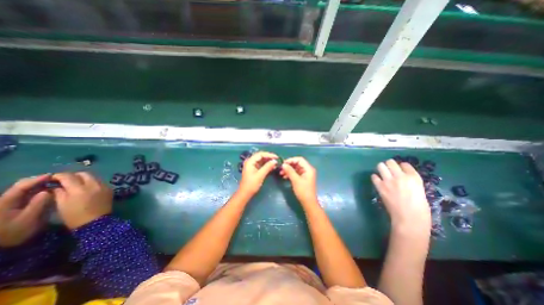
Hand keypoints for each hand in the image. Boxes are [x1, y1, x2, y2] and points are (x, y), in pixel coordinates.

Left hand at [0, 174, 52, 246]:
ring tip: (55, 184)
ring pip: (25, 190)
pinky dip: (38, 191)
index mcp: (6, 202)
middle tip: (57, 179)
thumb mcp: (28, 219)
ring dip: (40, 185)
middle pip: (22, 186)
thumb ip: (38, 204)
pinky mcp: (13, 207)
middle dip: (39, 181)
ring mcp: (8, 204)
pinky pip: (26, 194)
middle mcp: (5, 200)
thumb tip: (48, 191)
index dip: (37, 179)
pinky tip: (48, 191)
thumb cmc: (13, 232)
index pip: (22, 186)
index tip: (54, 175)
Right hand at [52, 173, 112, 229]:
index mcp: (79, 189)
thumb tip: (57, 185)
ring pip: (93, 177)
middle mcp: (94, 185)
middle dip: (73, 175)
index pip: (69, 176)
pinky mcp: (109, 189)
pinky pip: (100, 182)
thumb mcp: (61, 205)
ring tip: (76, 184)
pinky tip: (87, 188)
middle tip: (65, 180)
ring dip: (84, 178)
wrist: (96, 222)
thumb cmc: (75, 216)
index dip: (59, 176)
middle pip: (84, 174)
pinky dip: (92, 182)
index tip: (53, 178)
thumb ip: (59, 192)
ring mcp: (104, 186)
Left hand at [238, 152, 277, 195]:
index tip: (276, 157)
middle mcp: (250, 161)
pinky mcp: (254, 169)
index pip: (260, 154)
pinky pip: (261, 164)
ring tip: (275, 163)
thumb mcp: (260, 175)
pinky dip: (266, 165)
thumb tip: (275, 161)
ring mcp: (252, 165)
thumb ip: (267, 167)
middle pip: (261, 156)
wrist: (245, 193)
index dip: (269, 154)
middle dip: (269, 157)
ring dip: (268, 161)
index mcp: (250, 161)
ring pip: (261, 160)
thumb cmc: (251, 184)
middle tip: (277, 159)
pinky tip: (272, 167)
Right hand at [280, 158, 319, 204]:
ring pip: (295, 168)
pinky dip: (290, 174)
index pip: (299, 159)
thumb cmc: (303, 191)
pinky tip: (284, 177)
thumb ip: (289, 171)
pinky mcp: (302, 178)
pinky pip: (296, 173)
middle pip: (297, 163)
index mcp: (308, 169)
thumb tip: (283, 164)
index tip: (283, 163)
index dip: (291, 160)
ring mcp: (305, 174)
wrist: (308, 202)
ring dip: (288, 170)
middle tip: (281, 168)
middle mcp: (307, 170)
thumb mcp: (295, 180)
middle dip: (289, 165)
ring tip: (281, 173)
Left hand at [372, 161, 431, 229]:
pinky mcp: (380, 186)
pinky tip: (378, 181)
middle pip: (391, 162)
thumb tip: (403, 178)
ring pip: (380, 166)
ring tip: (382, 172)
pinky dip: (375, 177)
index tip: (400, 169)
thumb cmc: (420, 209)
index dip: (401, 166)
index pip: (405, 164)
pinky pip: (374, 177)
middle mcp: (400, 176)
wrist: (409, 219)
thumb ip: (411, 182)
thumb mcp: (420, 191)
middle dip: (389, 164)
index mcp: (414, 178)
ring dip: (381, 168)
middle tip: (389, 169)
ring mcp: (389, 181)